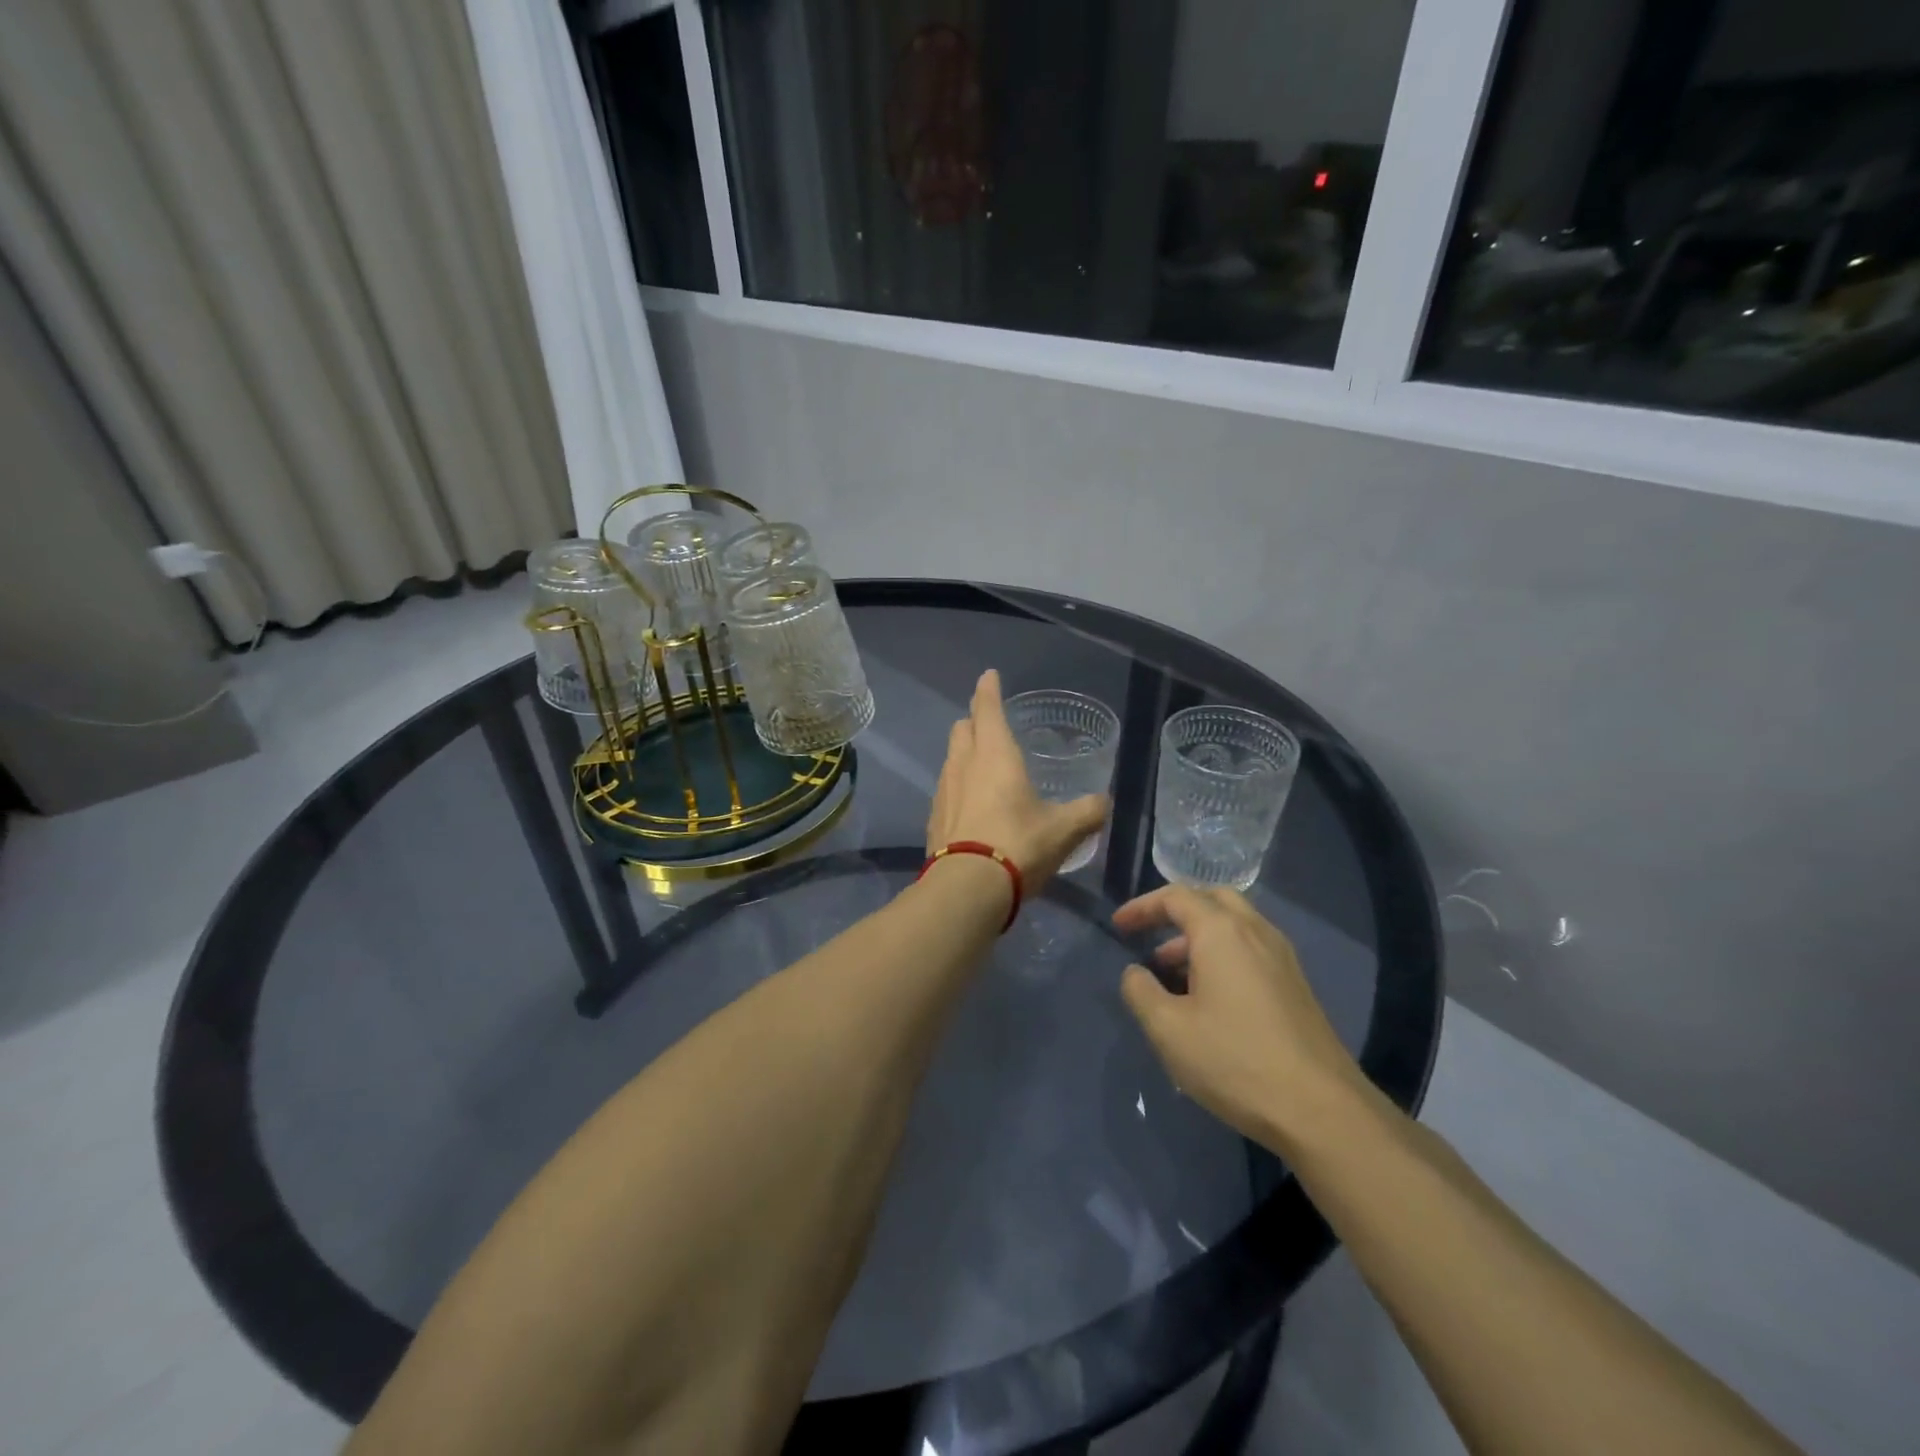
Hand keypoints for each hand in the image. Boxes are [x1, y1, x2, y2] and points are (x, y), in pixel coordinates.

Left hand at [926, 670, 1109, 889]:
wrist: (966, 889)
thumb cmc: (1019, 846)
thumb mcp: (1064, 830)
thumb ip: (1087, 812)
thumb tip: (1103, 803)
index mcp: (995, 755)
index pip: (987, 708)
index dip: (988, 690)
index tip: (989, 676)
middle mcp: (963, 765)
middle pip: (962, 729)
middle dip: (975, 720)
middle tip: (991, 724)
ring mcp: (943, 791)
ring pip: (951, 758)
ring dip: (965, 753)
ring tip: (985, 766)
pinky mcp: (933, 819)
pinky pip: (946, 789)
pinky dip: (959, 787)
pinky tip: (972, 806)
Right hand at [1115, 885, 1365, 1151]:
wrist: (1321, 1110)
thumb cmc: (1235, 1060)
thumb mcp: (1169, 1030)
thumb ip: (1140, 992)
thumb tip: (1135, 973)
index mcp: (1221, 932)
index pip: (1176, 897)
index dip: (1142, 907)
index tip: (1118, 927)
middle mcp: (1256, 932)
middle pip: (1212, 899)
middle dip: (1176, 911)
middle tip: (1149, 933)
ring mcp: (1282, 958)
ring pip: (1235, 926)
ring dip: (1199, 936)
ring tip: (1170, 972)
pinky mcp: (1296, 986)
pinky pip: (1251, 950)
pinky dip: (1223, 955)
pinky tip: (1208, 997)